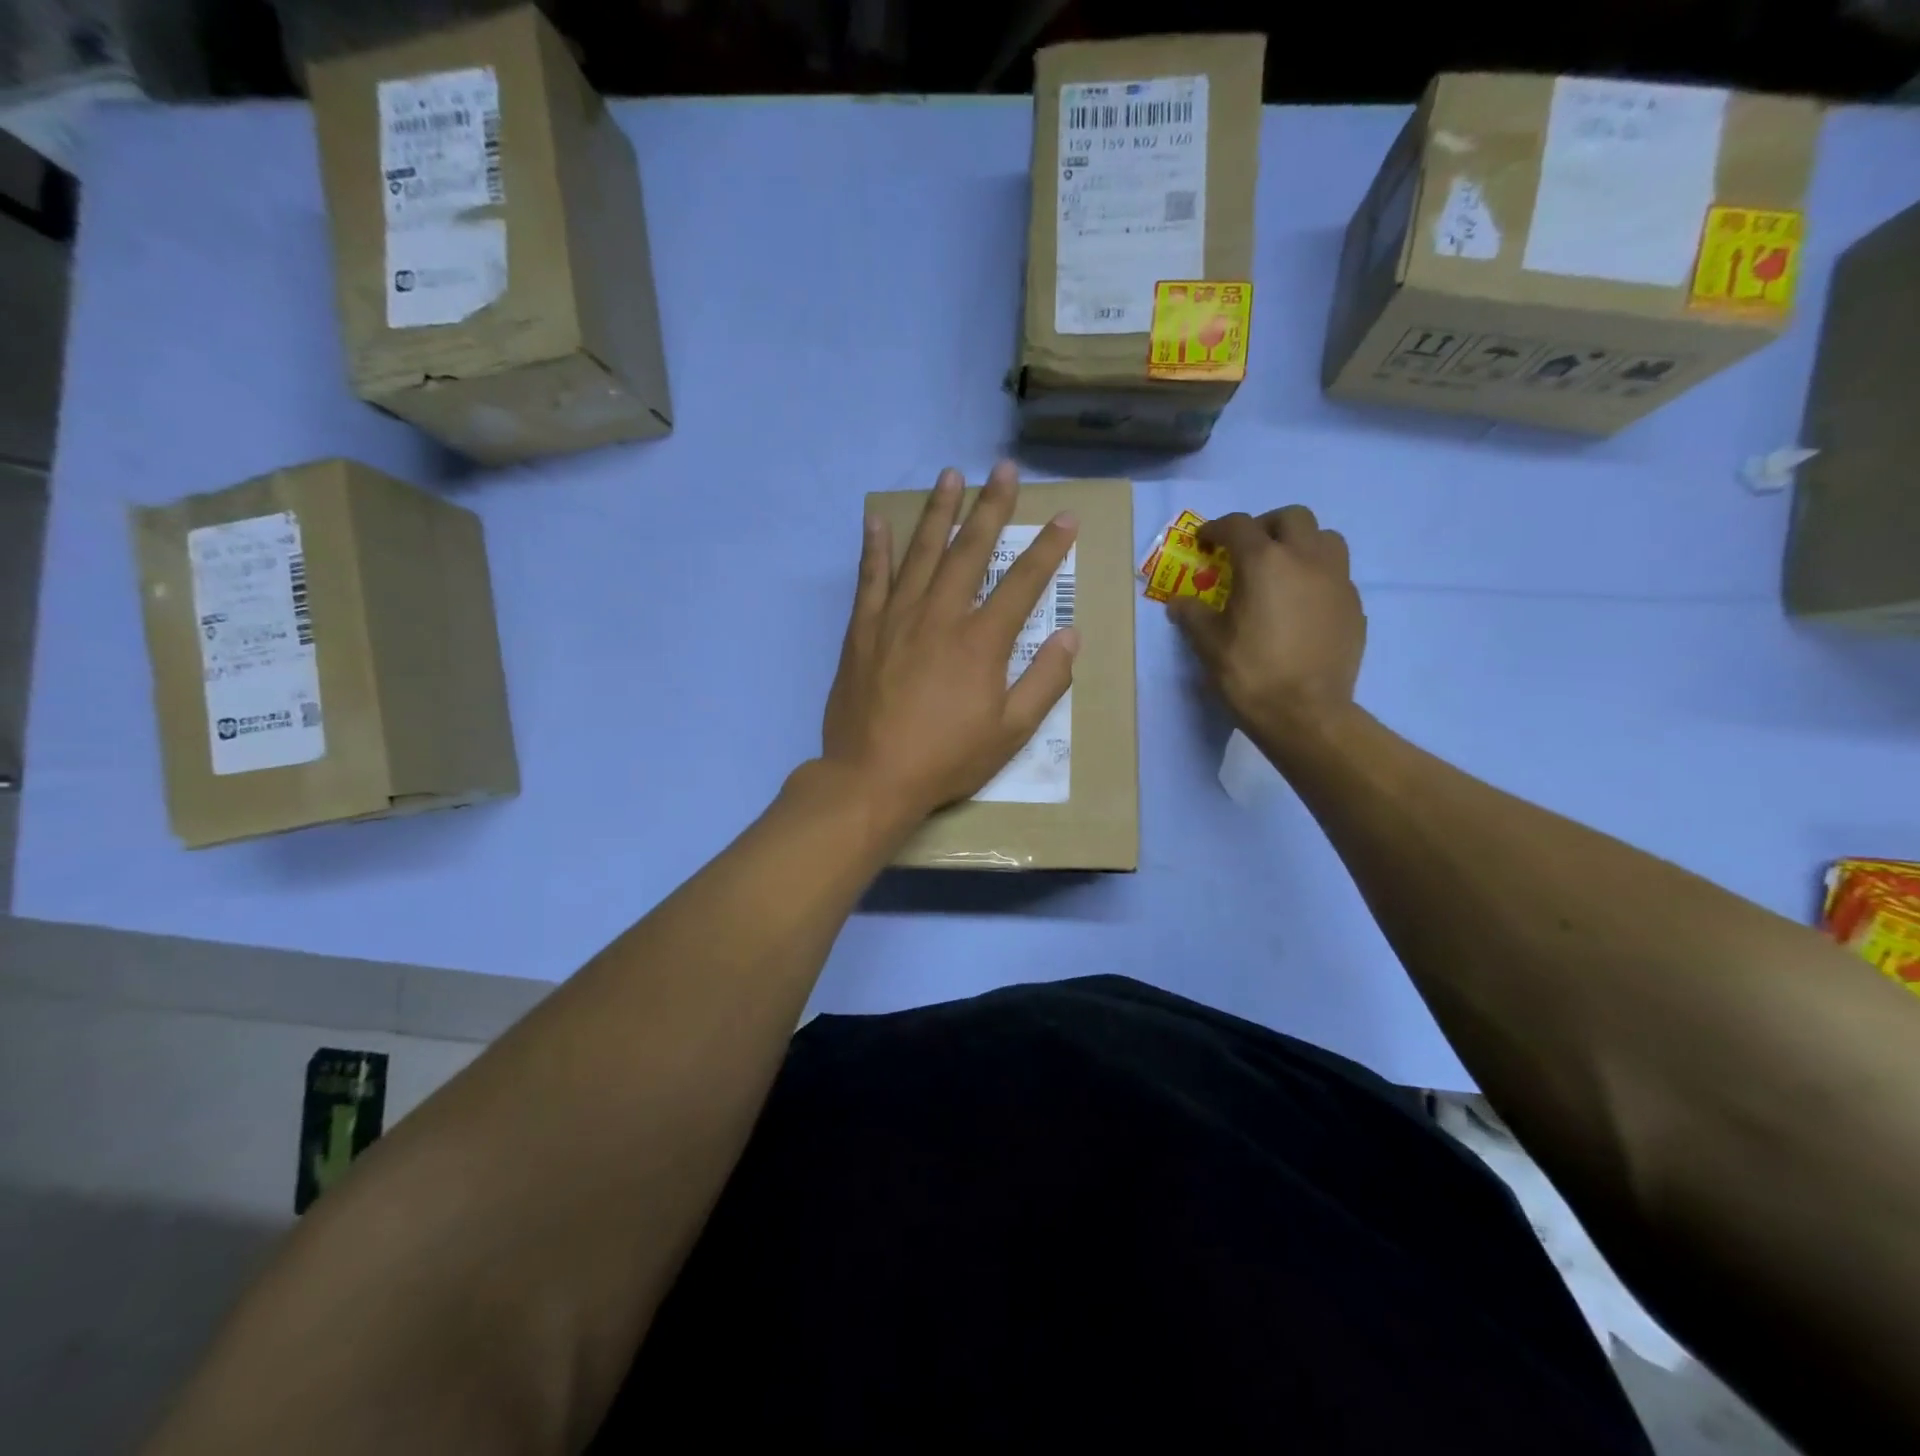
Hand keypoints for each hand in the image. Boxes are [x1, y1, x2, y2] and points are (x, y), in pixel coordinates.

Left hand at [821, 462, 1079, 827]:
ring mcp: (897, 617)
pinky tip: (878, 521)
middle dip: (991, 507)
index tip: (1064, 518)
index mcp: (982, 640)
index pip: (1023, 582)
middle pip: (970, 549)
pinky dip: (875, 548)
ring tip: (949, 476)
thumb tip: (1070, 637)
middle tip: (1003, 470)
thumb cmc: (947, 758)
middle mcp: (941, 615)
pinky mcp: (862, 630)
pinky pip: (870, 579)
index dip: (1048, 548)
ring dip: (937, 511)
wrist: (871, 777)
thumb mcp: (1011, 732)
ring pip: (921, 552)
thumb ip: (1044, 682)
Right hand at [1169, 506, 1365, 756]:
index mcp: (1264, 562)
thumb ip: (1192, 616)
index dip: (1217, 529)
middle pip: (1292, 518)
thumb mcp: (1208, 645)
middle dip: (1266, 526)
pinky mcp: (1354, 606)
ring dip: (1301, 544)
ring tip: (1283, 570)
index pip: (1238, 526)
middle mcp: (1306, 559)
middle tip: (1248, 550)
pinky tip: (1301, 606)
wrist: (1306, 714)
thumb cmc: (1250, 674)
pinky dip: (1317, 577)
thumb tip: (1179, 603)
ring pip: (1325, 539)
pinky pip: (1336, 575)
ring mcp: (1337, 581)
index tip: (1204, 541)